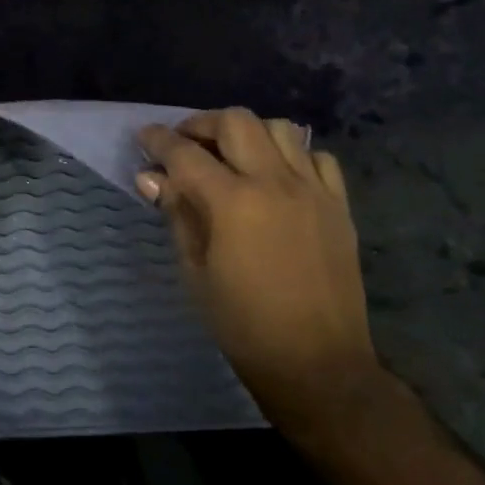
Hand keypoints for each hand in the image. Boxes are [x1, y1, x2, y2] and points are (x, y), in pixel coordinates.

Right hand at [136, 110, 378, 421]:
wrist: (316, 362)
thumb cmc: (242, 323)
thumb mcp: (195, 270)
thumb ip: (177, 214)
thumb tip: (152, 178)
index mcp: (232, 202)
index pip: (185, 153)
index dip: (159, 140)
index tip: (144, 138)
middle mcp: (275, 183)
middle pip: (236, 122)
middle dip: (202, 124)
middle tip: (185, 144)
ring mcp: (313, 190)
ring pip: (280, 129)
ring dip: (248, 132)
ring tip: (231, 155)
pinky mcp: (339, 205)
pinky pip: (317, 157)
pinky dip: (292, 155)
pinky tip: (277, 177)